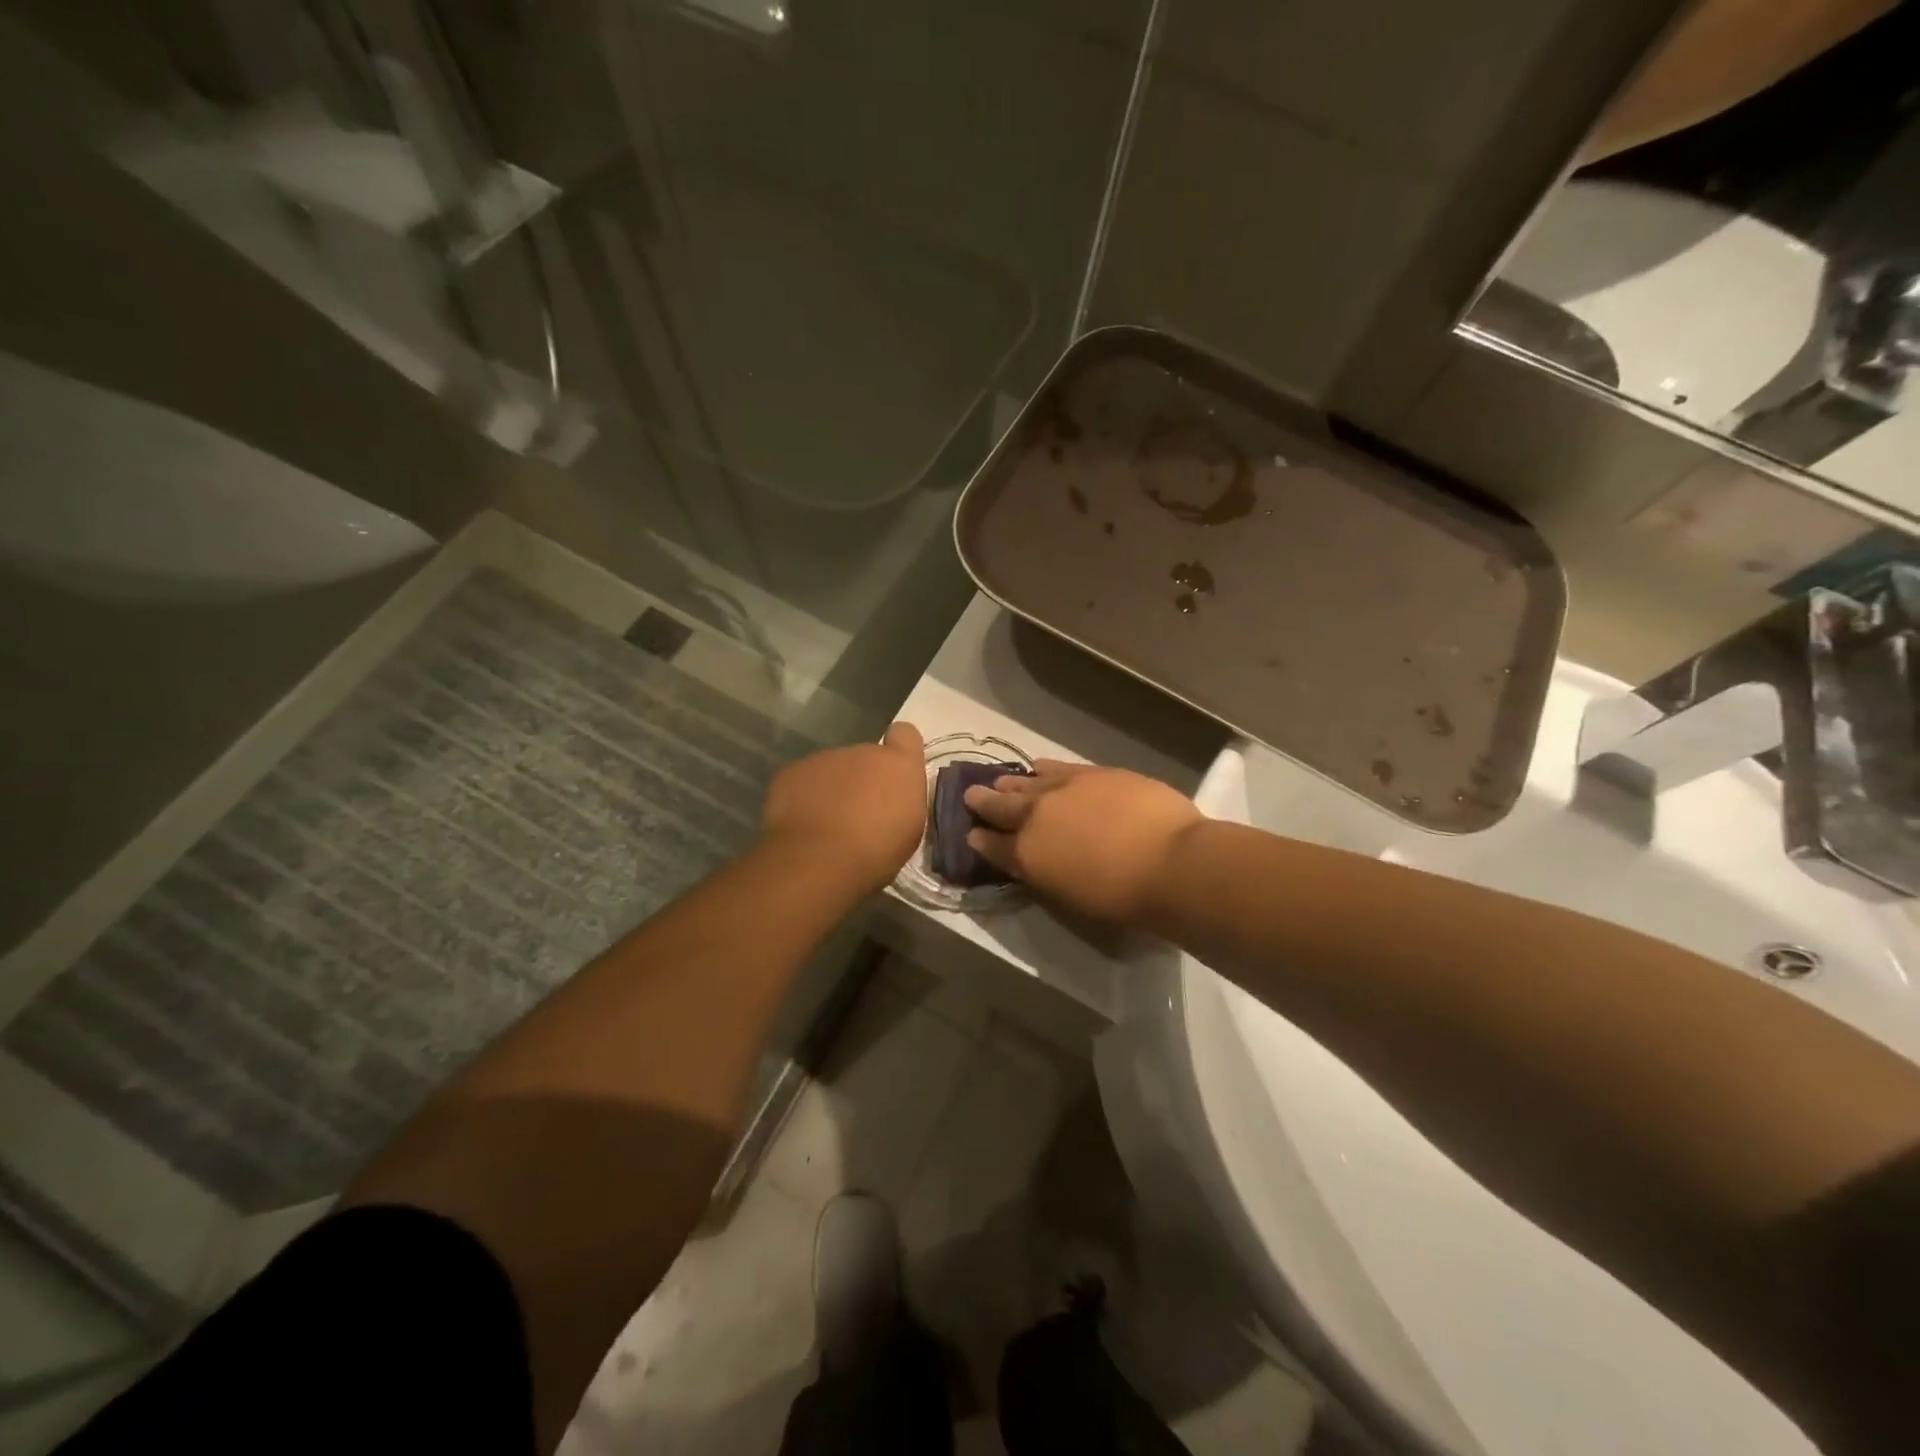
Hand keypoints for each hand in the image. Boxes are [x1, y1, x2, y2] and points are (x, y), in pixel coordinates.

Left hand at [760, 722, 927, 893]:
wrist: (818, 861)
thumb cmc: (876, 852)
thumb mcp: (909, 831)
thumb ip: (902, 801)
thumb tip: (892, 797)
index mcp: (898, 765)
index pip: (905, 734)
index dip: (899, 751)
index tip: (894, 776)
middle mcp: (862, 751)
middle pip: (865, 757)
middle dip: (863, 780)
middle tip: (859, 815)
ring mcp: (823, 759)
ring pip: (832, 769)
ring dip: (833, 789)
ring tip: (828, 824)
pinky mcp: (791, 772)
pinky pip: (803, 781)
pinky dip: (804, 797)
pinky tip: (803, 825)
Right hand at [963, 760, 1202, 924]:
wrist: (1168, 860)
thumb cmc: (1122, 897)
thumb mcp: (1071, 896)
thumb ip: (1046, 873)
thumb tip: (1036, 860)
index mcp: (1027, 855)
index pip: (993, 847)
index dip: (980, 841)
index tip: (971, 834)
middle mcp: (1035, 817)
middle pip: (1001, 806)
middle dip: (984, 801)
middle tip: (971, 796)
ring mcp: (1062, 789)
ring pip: (1025, 782)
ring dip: (1010, 783)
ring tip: (1000, 781)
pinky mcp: (1090, 773)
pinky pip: (1056, 767)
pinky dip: (1041, 769)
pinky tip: (1037, 766)